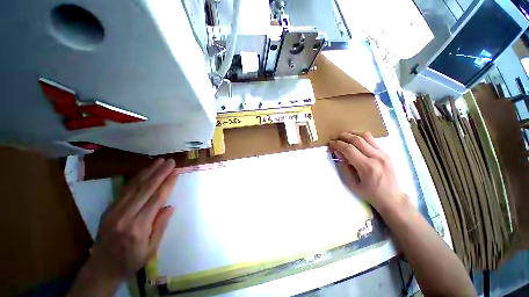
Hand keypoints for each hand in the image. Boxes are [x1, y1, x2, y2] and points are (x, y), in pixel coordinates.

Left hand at [69, 159, 178, 295]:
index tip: (176, 172)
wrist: (102, 268)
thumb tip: (170, 206)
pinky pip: (125, 190)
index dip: (167, 183)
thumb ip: (161, 226)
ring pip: (134, 186)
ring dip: (148, 172)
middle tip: (170, 161)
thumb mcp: (151, 249)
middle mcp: (125, 216)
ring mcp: (114, 211)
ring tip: (159, 161)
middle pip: (145, 189)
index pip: (156, 199)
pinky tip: (144, 171)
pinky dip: (136, 178)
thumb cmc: (131, 260)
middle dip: (160, 173)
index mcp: (138, 227)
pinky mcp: (109, 209)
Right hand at [329, 132, 404, 211]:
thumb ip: (343, 167)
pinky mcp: (386, 152)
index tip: (330, 143)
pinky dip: (360, 137)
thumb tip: (337, 153)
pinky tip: (354, 140)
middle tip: (334, 137)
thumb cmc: (370, 193)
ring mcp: (383, 153)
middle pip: (357, 139)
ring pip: (366, 136)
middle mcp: (376, 157)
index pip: (349, 149)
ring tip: (343, 135)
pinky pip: (372, 140)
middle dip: (343, 136)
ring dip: (352, 133)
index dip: (337, 144)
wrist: (392, 197)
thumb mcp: (352, 184)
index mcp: (367, 167)